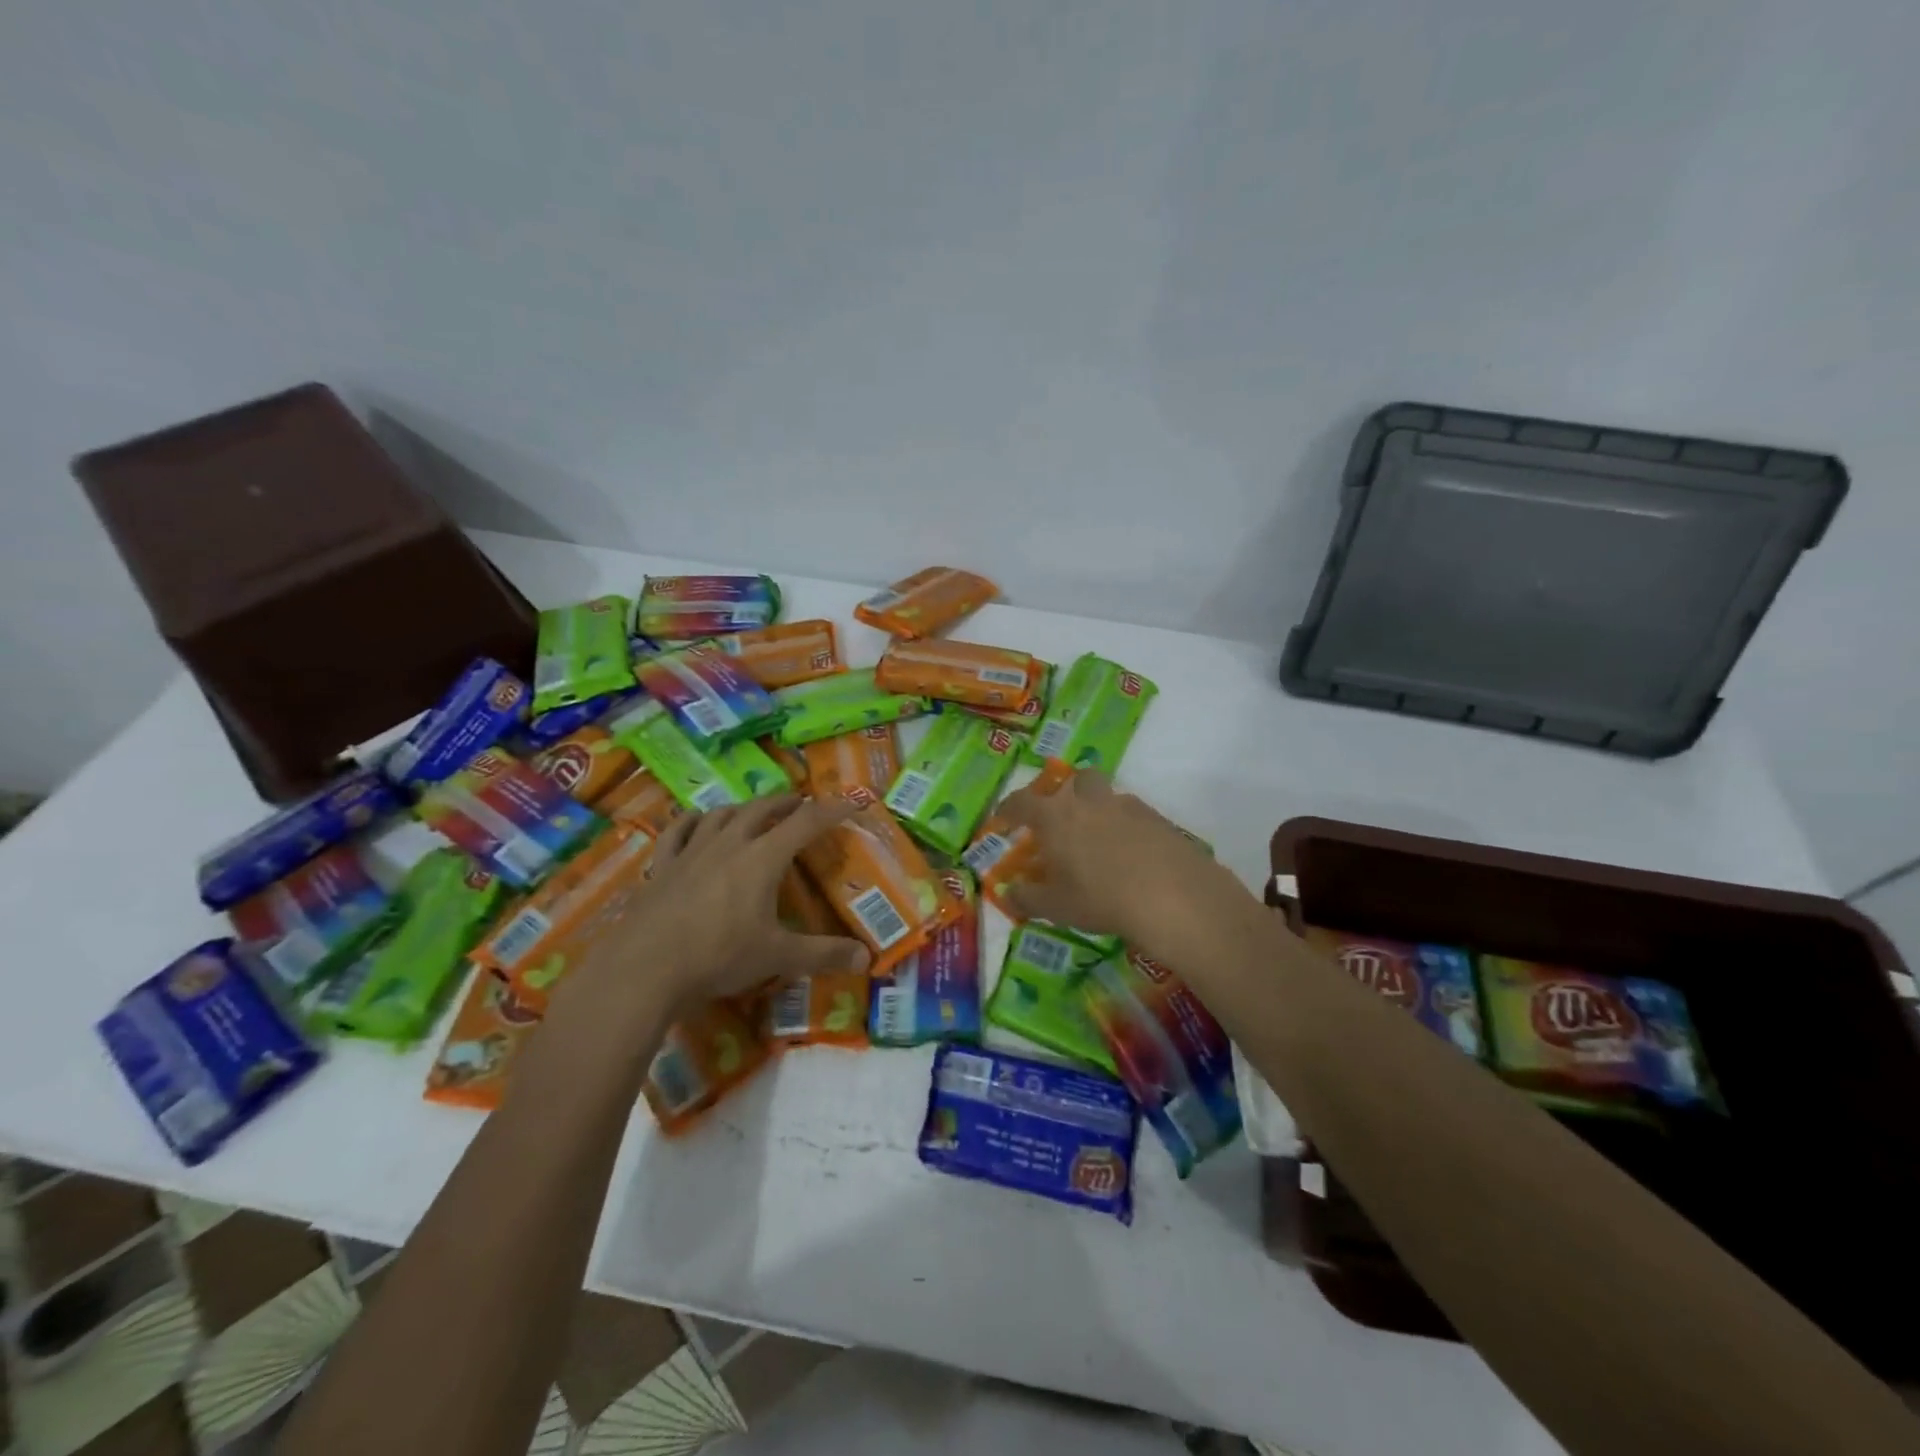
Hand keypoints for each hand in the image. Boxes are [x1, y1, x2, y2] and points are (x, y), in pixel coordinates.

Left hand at [568, 796, 869, 1019]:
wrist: (645, 968)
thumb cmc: (718, 956)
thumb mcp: (778, 957)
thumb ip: (823, 955)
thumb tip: (867, 958)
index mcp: (763, 858)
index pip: (806, 823)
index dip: (832, 809)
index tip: (851, 801)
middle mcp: (729, 844)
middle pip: (762, 809)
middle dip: (786, 802)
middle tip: (802, 804)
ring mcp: (692, 851)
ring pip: (722, 814)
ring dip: (744, 807)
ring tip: (755, 811)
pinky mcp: (663, 865)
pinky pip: (679, 831)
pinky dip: (693, 820)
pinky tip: (697, 820)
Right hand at [996, 769, 1249, 963]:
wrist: (1171, 894)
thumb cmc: (1099, 898)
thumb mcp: (1055, 906)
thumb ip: (1027, 898)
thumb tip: (1009, 893)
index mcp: (1055, 816)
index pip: (1021, 802)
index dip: (1008, 809)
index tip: (1002, 819)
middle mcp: (1088, 800)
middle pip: (1073, 782)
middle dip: (1065, 795)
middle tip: (1062, 822)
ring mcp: (1126, 805)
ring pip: (1105, 795)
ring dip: (1097, 809)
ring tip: (1098, 841)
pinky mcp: (1157, 817)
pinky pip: (1133, 813)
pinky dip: (1125, 826)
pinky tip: (1130, 853)